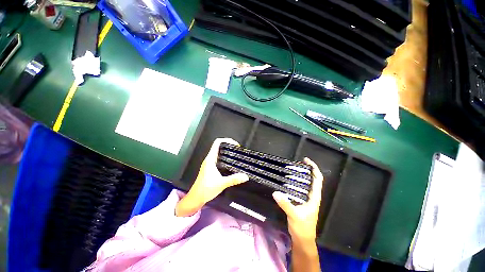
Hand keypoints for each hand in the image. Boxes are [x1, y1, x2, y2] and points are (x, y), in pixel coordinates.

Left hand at [176, 138, 248, 216]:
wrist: (196, 197)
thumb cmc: (206, 189)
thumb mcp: (221, 184)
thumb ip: (233, 179)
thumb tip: (246, 176)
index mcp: (210, 159)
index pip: (217, 143)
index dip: (227, 141)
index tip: (237, 146)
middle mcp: (209, 160)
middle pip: (219, 148)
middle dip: (229, 147)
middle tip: (239, 152)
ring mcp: (209, 165)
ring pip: (219, 155)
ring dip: (228, 154)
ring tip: (238, 158)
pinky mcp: (210, 170)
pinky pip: (219, 161)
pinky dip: (226, 161)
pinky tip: (232, 167)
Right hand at [272, 158, 323, 242]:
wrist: (303, 239)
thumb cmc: (302, 227)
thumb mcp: (293, 215)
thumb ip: (285, 204)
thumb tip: (276, 192)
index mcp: (315, 198)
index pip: (318, 179)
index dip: (314, 168)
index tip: (306, 160)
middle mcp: (313, 198)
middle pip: (313, 181)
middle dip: (307, 172)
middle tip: (296, 165)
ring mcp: (309, 203)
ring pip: (308, 187)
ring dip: (303, 179)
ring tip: (292, 173)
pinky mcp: (303, 207)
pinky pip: (302, 193)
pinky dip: (297, 187)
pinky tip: (289, 187)